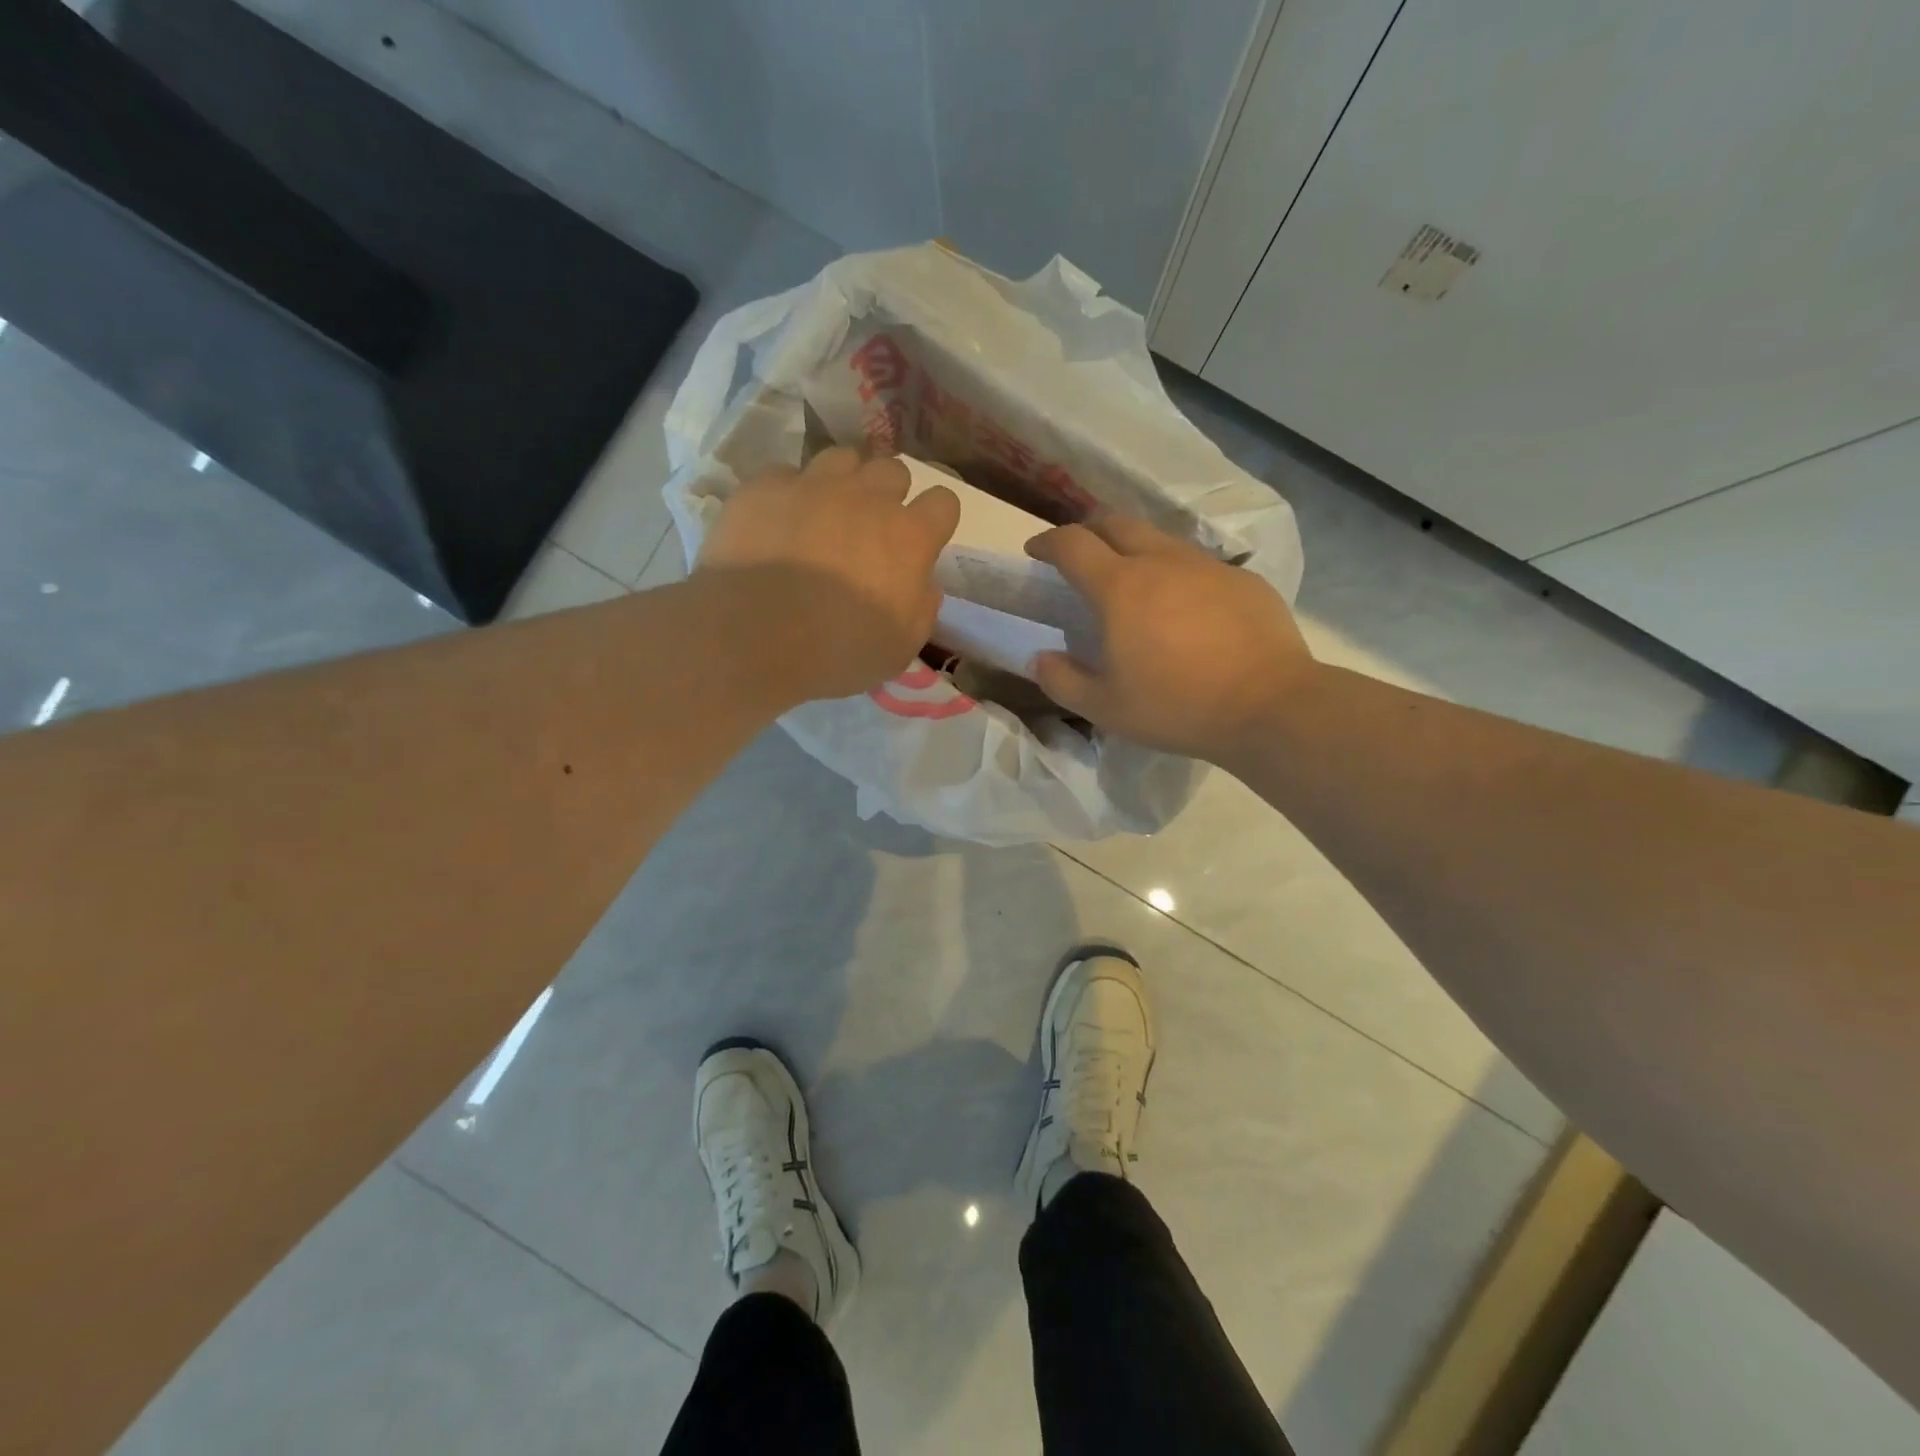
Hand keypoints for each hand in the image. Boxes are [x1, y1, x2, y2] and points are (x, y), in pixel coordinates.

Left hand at [696, 447, 960, 701]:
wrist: (752, 638)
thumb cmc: (836, 652)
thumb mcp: (900, 648)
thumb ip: (922, 608)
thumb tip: (925, 583)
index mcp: (908, 537)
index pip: (944, 502)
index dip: (934, 521)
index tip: (921, 543)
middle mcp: (867, 497)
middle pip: (893, 470)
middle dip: (888, 495)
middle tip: (871, 530)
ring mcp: (813, 485)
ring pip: (842, 459)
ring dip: (843, 482)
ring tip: (826, 514)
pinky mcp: (764, 487)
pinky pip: (786, 475)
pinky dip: (789, 494)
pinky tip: (777, 522)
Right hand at [1026, 515, 1314, 763]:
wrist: (1269, 705)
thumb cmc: (1177, 706)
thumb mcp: (1105, 708)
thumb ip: (1062, 680)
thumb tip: (1041, 658)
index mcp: (1119, 587)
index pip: (1072, 544)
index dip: (1047, 542)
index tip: (1036, 552)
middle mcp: (1160, 561)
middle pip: (1116, 523)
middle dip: (1089, 531)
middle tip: (1080, 555)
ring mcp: (1206, 566)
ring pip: (1160, 540)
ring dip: (1135, 549)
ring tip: (1133, 581)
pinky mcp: (1243, 579)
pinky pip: (1199, 565)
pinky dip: (1178, 575)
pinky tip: (1186, 609)